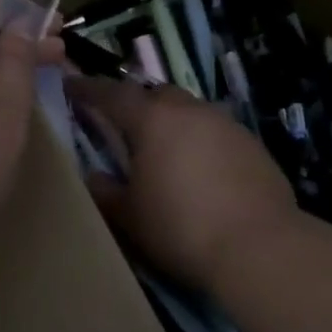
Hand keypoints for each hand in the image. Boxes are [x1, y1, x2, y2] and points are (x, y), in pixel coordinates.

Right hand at [67, 78, 302, 291]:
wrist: (258, 245)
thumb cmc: (181, 228)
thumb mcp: (130, 217)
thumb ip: (106, 192)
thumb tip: (95, 177)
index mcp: (152, 119)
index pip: (112, 94)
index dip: (89, 89)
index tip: (72, 85)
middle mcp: (189, 110)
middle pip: (156, 95)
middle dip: (138, 104)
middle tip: (125, 126)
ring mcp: (225, 123)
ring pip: (190, 111)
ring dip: (173, 124)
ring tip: (165, 152)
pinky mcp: (252, 143)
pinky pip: (216, 132)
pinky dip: (202, 142)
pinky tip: (203, 171)